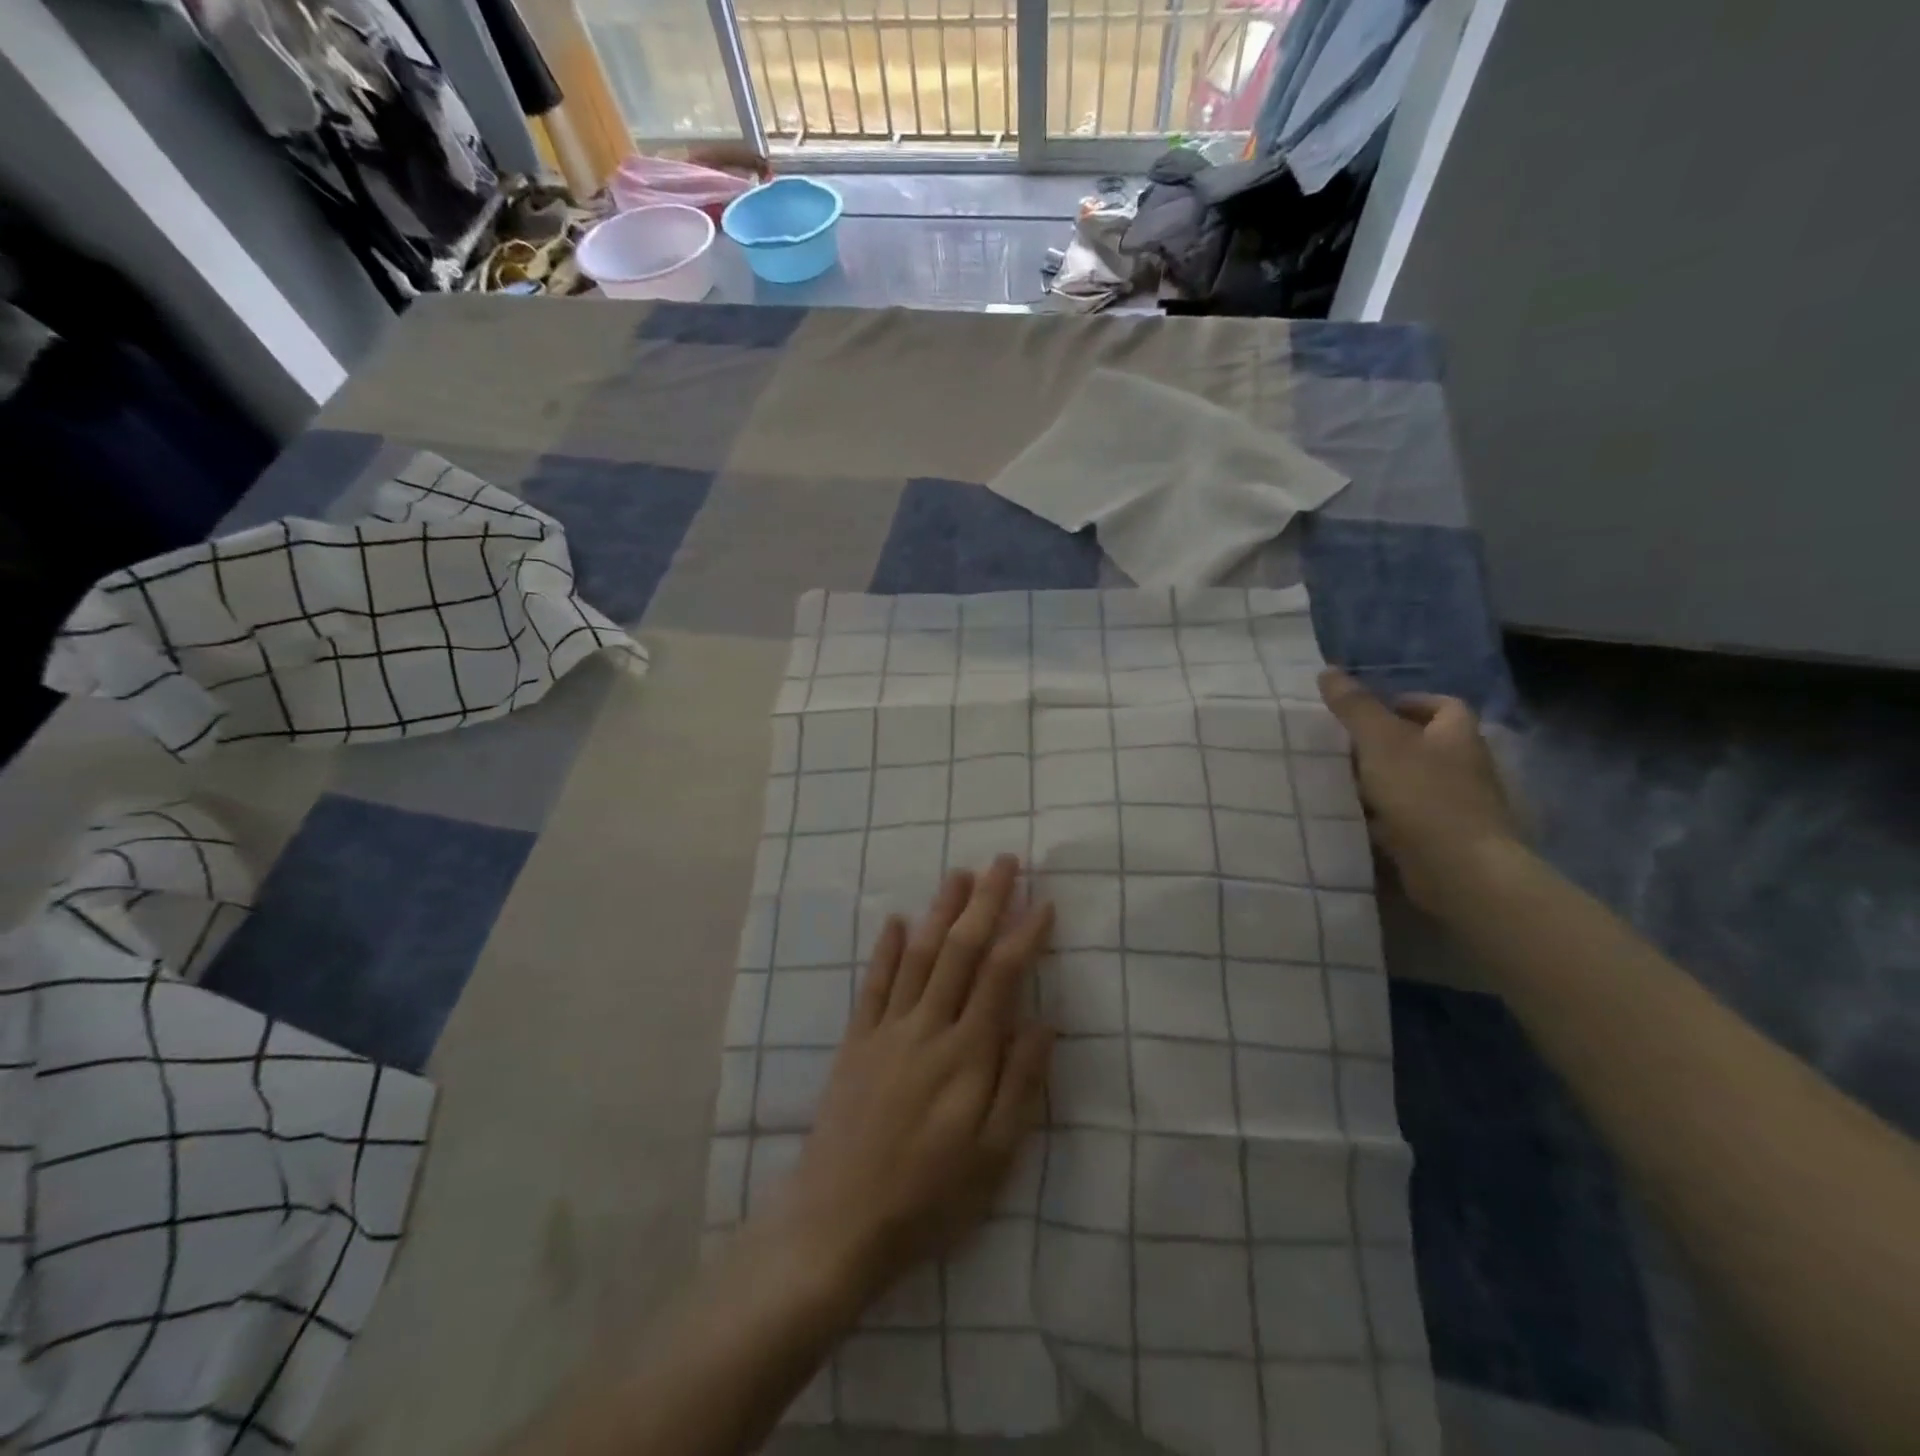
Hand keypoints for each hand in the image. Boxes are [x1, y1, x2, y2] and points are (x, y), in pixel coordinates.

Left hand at [760, 855, 1054, 1305]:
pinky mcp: (855, 1042)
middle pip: (960, 951)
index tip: (1044, 903)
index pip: (1001, 977)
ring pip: (919, 955)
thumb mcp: (995, 1159)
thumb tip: (1044, 1022)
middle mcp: (927, 1028)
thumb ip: (1020, 1085)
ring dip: (940, 910)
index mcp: (966, 1055)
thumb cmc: (929, 1198)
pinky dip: (887, 949)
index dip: (1024, 935)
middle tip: (1004, 862)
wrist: (837, 1224)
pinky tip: (898, 921)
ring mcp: (886, 1030)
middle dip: (985, 902)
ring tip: (959, 874)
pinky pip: (874, 984)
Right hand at [1318, 668, 1522, 913]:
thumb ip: (1355, 707)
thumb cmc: (1423, 794)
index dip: (1409, 702)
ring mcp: (1456, 805)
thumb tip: (1328, 670)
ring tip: (1339, 781)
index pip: (1443, 706)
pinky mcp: (1443, 838)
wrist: (1458, 869)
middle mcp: (1464, 766)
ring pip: (1412, 781)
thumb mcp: (1380, 741)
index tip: (1370, 712)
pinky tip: (1354, 817)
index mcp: (1458, 736)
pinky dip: (1382, 815)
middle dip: (1385, 743)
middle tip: (1343, 745)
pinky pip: (1407, 816)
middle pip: (1425, 744)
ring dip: (1380, 780)